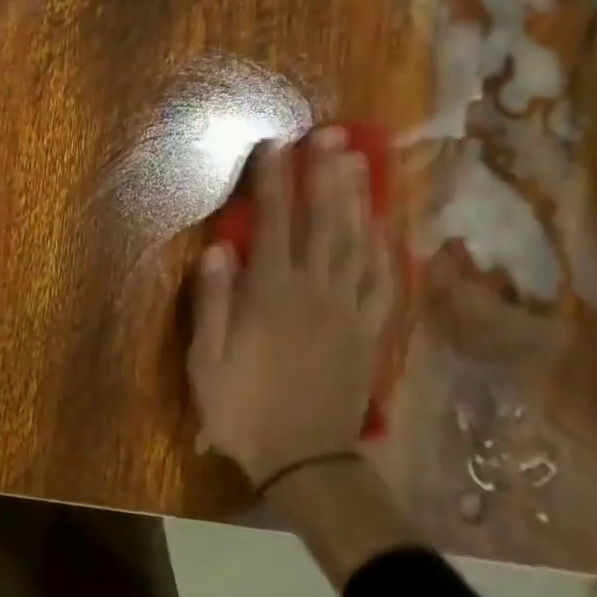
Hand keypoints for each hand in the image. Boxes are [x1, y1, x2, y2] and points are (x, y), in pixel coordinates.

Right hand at [188, 130, 394, 487]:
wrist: (306, 462)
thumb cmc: (244, 409)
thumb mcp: (207, 360)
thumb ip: (213, 301)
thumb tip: (218, 248)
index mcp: (271, 295)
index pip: (273, 225)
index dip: (273, 182)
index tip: (275, 145)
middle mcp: (315, 292)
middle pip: (324, 223)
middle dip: (325, 175)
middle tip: (332, 135)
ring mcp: (350, 310)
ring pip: (359, 244)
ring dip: (358, 199)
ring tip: (359, 161)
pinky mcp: (371, 332)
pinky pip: (386, 282)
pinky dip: (389, 249)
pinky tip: (387, 225)